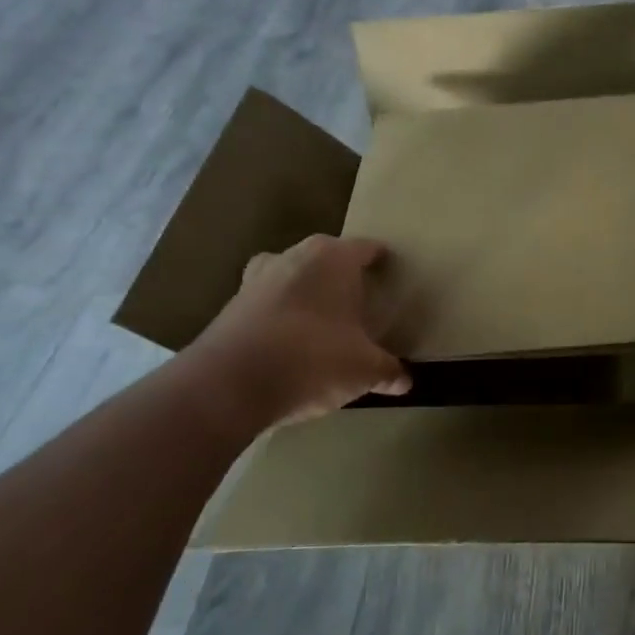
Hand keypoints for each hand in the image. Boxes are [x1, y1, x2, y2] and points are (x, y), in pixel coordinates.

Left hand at [181, 235, 409, 435]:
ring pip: (292, 277)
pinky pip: (267, 303)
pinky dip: (280, 317)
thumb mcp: (363, 370)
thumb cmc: (313, 359)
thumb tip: (406, 381)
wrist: (229, 385)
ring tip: (322, 322)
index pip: (367, 249)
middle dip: (342, 277)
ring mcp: (257, 279)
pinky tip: (290, 344)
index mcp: (333, 258)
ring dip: (306, 294)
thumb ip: (387, 370)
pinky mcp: (230, 306)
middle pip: (327, 258)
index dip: (382, 262)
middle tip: (360, 302)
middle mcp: (294, 256)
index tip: (392, 275)